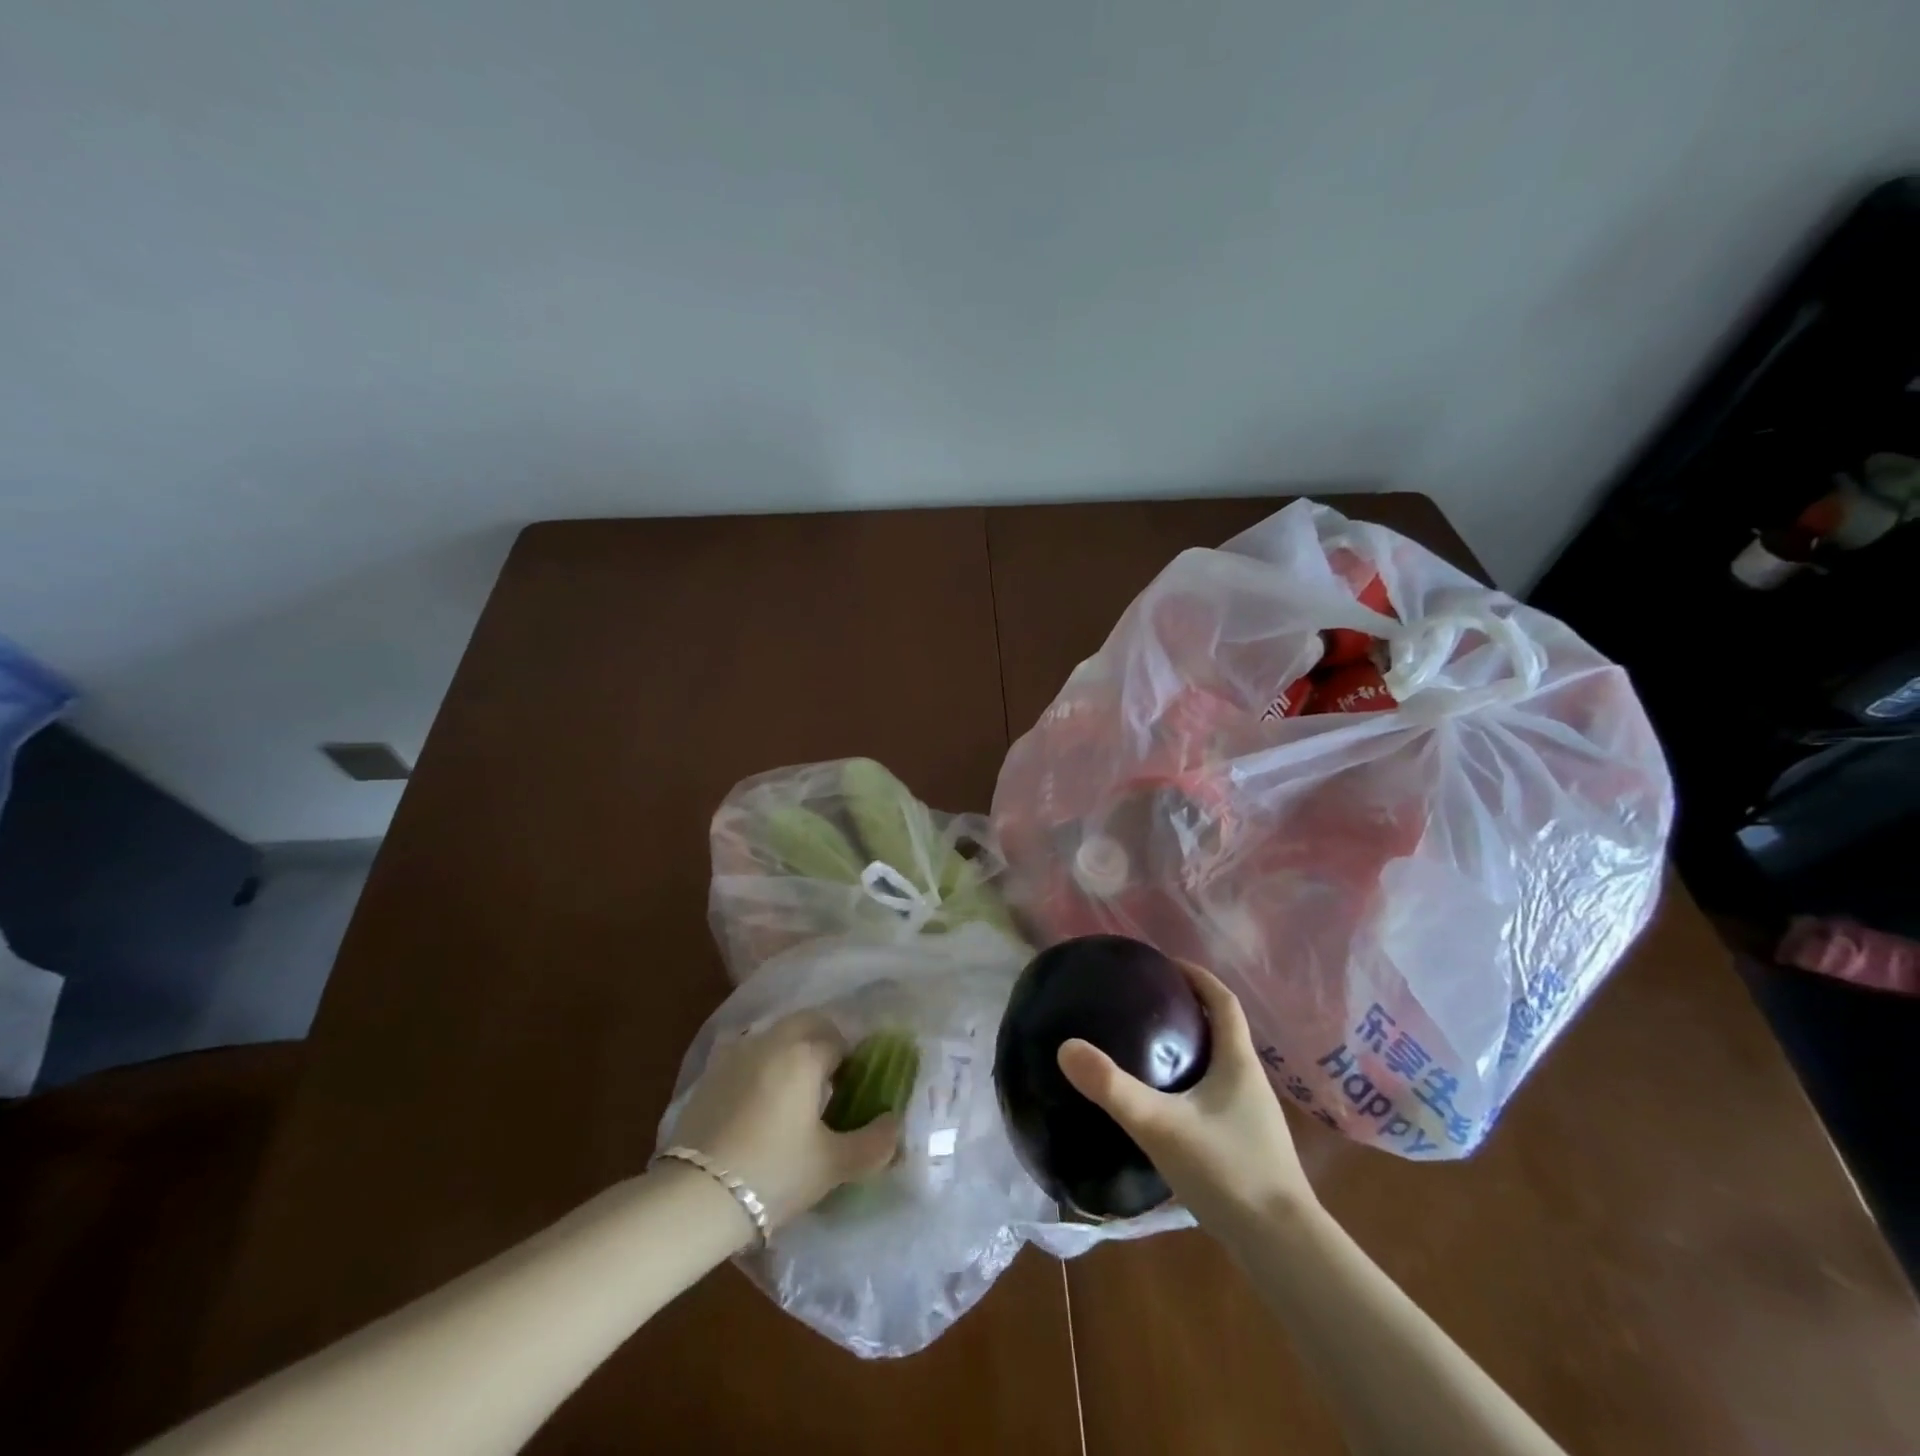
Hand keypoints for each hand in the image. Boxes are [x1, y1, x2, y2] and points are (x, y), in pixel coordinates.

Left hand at [667, 1012, 900, 1229]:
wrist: (695, 1196)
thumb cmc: (774, 1173)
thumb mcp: (832, 1165)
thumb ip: (873, 1143)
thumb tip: (895, 1125)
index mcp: (805, 1053)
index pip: (840, 1041)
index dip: (853, 1063)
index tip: (854, 1091)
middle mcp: (772, 1040)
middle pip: (807, 1024)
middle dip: (823, 1042)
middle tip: (830, 1083)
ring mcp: (736, 1053)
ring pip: (775, 1035)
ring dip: (790, 1051)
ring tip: (794, 1094)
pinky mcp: (710, 1073)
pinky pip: (746, 1054)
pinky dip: (760, 1065)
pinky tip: (759, 1102)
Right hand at [1057, 962, 1315, 1230]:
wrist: (1283, 1248)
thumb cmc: (1228, 1172)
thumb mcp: (1161, 1125)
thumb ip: (1113, 1087)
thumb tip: (1066, 1047)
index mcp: (1238, 1061)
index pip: (1223, 1000)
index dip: (1196, 975)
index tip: (1164, 964)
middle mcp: (1250, 1080)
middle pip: (1222, 1029)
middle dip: (1188, 1009)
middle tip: (1146, 1003)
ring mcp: (1253, 1116)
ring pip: (1219, 1064)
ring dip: (1190, 1047)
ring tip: (1147, 1048)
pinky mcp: (1247, 1145)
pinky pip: (1216, 1095)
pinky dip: (1191, 1083)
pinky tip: (1165, 1105)